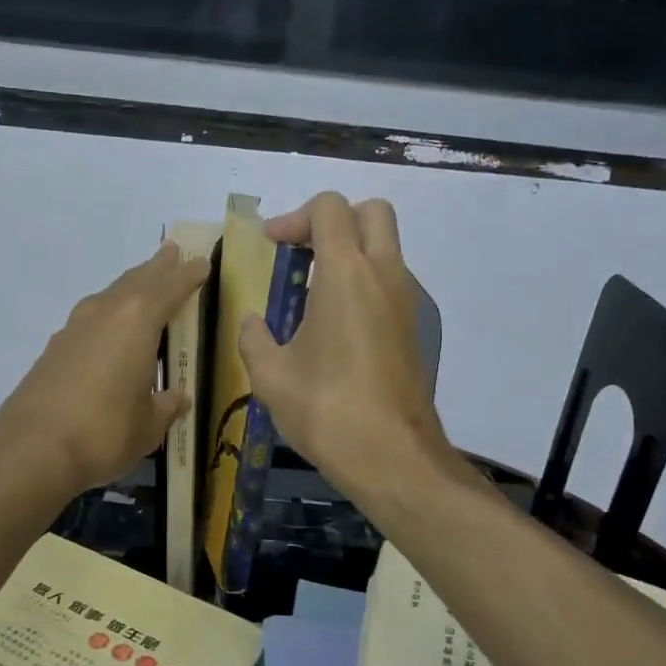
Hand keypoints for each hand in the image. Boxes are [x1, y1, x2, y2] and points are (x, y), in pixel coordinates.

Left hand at [0, 242, 209, 496]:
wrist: (32, 449)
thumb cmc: (105, 432)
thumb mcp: (149, 426)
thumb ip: (166, 407)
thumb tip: (178, 399)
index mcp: (137, 322)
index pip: (170, 288)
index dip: (188, 275)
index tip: (201, 262)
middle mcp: (105, 313)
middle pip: (137, 281)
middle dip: (157, 267)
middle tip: (172, 251)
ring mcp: (75, 328)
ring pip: (110, 296)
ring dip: (131, 287)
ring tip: (144, 282)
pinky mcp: (54, 348)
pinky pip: (92, 318)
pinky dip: (108, 313)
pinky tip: (110, 329)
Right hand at [239, 192, 452, 499]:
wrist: (392, 456)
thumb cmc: (326, 409)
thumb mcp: (270, 375)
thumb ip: (254, 338)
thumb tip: (253, 322)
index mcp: (346, 273)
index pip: (330, 208)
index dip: (294, 217)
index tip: (271, 246)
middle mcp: (384, 275)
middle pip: (372, 212)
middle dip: (333, 220)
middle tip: (301, 253)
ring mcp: (406, 302)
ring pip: (385, 247)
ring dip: (350, 253)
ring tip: (310, 293)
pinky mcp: (412, 329)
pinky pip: (389, 282)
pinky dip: (363, 282)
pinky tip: (333, 325)